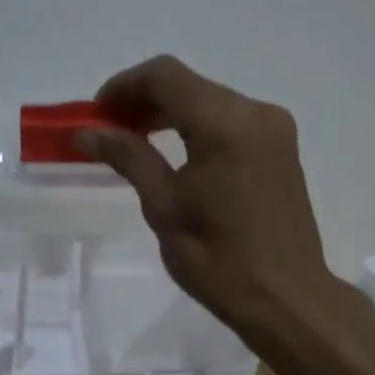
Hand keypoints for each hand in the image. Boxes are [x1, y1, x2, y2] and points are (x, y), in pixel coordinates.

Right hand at [80, 55, 336, 338]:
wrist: (286, 297)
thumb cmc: (218, 260)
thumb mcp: (163, 207)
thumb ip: (128, 157)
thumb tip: (87, 133)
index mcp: (225, 125)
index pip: (165, 76)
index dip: (124, 86)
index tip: (96, 114)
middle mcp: (255, 112)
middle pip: (188, 83)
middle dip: (144, 99)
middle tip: (109, 130)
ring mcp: (273, 127)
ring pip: (208, 98)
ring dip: (170, 111)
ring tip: (135, 141)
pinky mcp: (281, 144)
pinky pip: (229, 118)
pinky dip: (196, 124)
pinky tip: (175, 151)